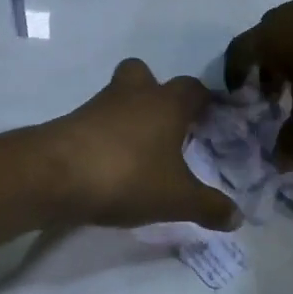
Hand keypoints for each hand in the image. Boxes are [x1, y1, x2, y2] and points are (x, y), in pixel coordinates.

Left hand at [45, 59, 242, 231]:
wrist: (54, 176)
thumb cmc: (127, 176)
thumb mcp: (177, 199)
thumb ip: (209, 207)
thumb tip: (238, 217)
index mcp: (166, 103)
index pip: (193, 88)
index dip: (204, 101)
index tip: (210, 119)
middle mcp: (133, 95)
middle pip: (146, 76)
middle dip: (156, 94)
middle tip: (166, 125)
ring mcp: (97, 106)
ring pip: (118, 98)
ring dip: (128, 116)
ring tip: (139, 153)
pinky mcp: (70, 123)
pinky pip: (95, 122)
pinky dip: (105, 137)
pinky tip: (110, 165)